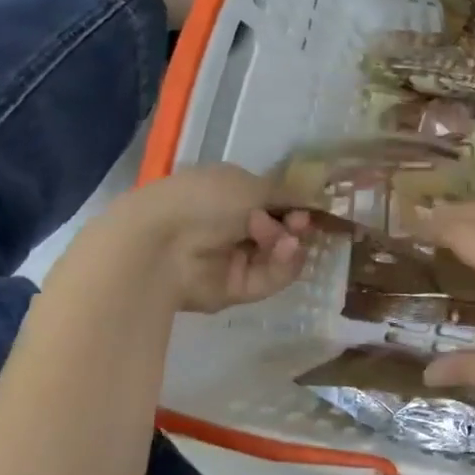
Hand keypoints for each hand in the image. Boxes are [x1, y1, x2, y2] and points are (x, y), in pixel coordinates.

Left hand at [68, 164, 309, 313]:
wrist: (161, 244)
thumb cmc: (204, 199)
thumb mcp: (251, 184)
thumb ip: (286, 192)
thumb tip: (313, 198)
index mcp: (230, 194)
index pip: (272, 201)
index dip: (294, 202)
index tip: (308, 203)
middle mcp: (232, 226)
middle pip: (281, 229)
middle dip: (295, 224)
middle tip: (300, 221)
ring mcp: (234, 259)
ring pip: (279, 254)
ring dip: (289, 243)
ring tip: (286, 237)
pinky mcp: (236, 289)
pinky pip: (271, 278)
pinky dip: (283, 264)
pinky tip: (286, 250)